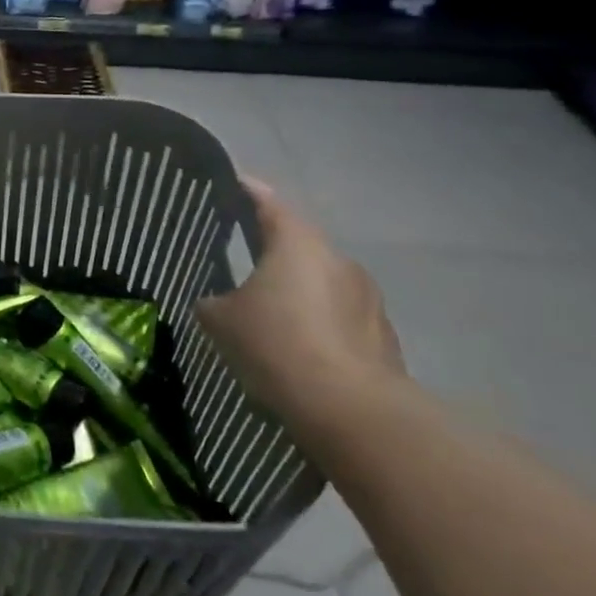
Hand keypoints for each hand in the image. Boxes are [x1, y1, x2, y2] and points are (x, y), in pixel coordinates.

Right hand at [197, 179, 404, 438]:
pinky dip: (319, 324)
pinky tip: (300, 349)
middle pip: (298, 243)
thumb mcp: (221, 320)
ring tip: (270, 311)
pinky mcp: (383, 336)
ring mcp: (368, 298)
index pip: (267, 202)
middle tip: (242, 256)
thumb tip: (214, 303)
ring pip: (322, 282)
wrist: (351, 411)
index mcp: (297, 243)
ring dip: (298, 290)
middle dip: (272, 249)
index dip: (246, 191)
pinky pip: (341, 318)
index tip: (231, 184)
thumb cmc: (277, 345)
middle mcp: (338, 259)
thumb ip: (212, 301)